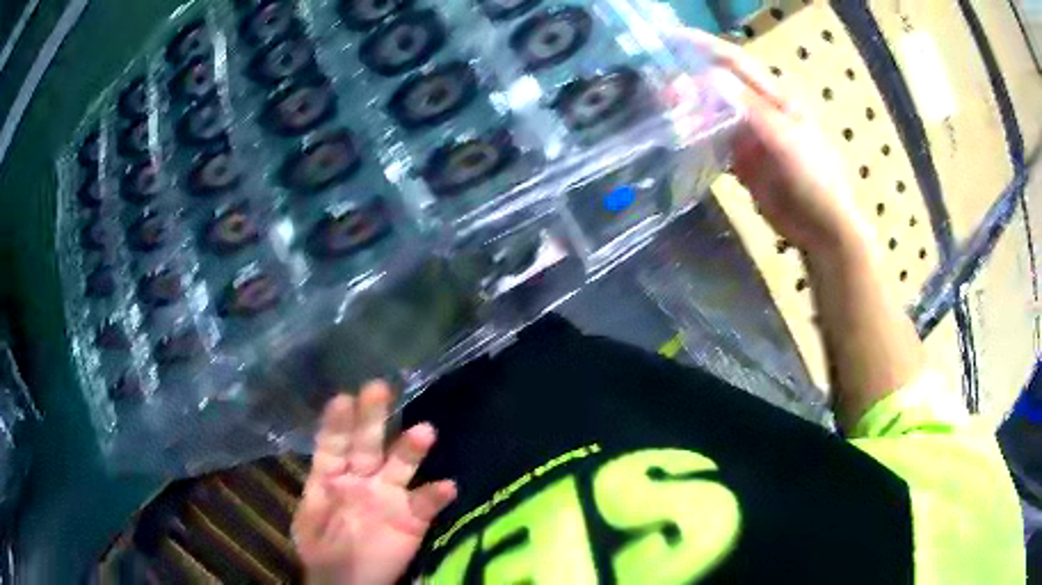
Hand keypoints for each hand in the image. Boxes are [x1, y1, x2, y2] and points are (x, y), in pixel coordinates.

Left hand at [292, 381, 456, 584]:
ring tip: (424, 431)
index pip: (333, 444)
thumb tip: (326, 473)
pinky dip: (436, 496)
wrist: (349, 582)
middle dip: (372, 417)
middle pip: (367, 444)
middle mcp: (361, 479)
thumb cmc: (322, 548)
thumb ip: (316, 495)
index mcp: (331, 476)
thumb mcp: (308, 520)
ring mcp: (388, 497)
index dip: (337, 423)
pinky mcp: (412, 519)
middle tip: (379, 388)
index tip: (343, 399)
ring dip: (410, 449)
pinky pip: (425, 504)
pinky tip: (446, 486)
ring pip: (400, 466)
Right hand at [672, 29, 868, 254]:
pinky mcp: (744, 164)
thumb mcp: (787, 139)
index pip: (735, 63)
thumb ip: (751, 109)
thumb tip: (711, 77)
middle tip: (655, 85)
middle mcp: (760, 112)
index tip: (668, 38)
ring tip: (658, 109)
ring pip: (713, 115)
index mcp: (775, 98)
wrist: (823, 229)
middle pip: (719, 87)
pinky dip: (697, 142)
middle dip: (688, 80)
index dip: (704, 47)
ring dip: (688, 111)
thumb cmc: (815, 178)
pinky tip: (678, 142)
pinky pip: (715, 146)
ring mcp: (751, 139)